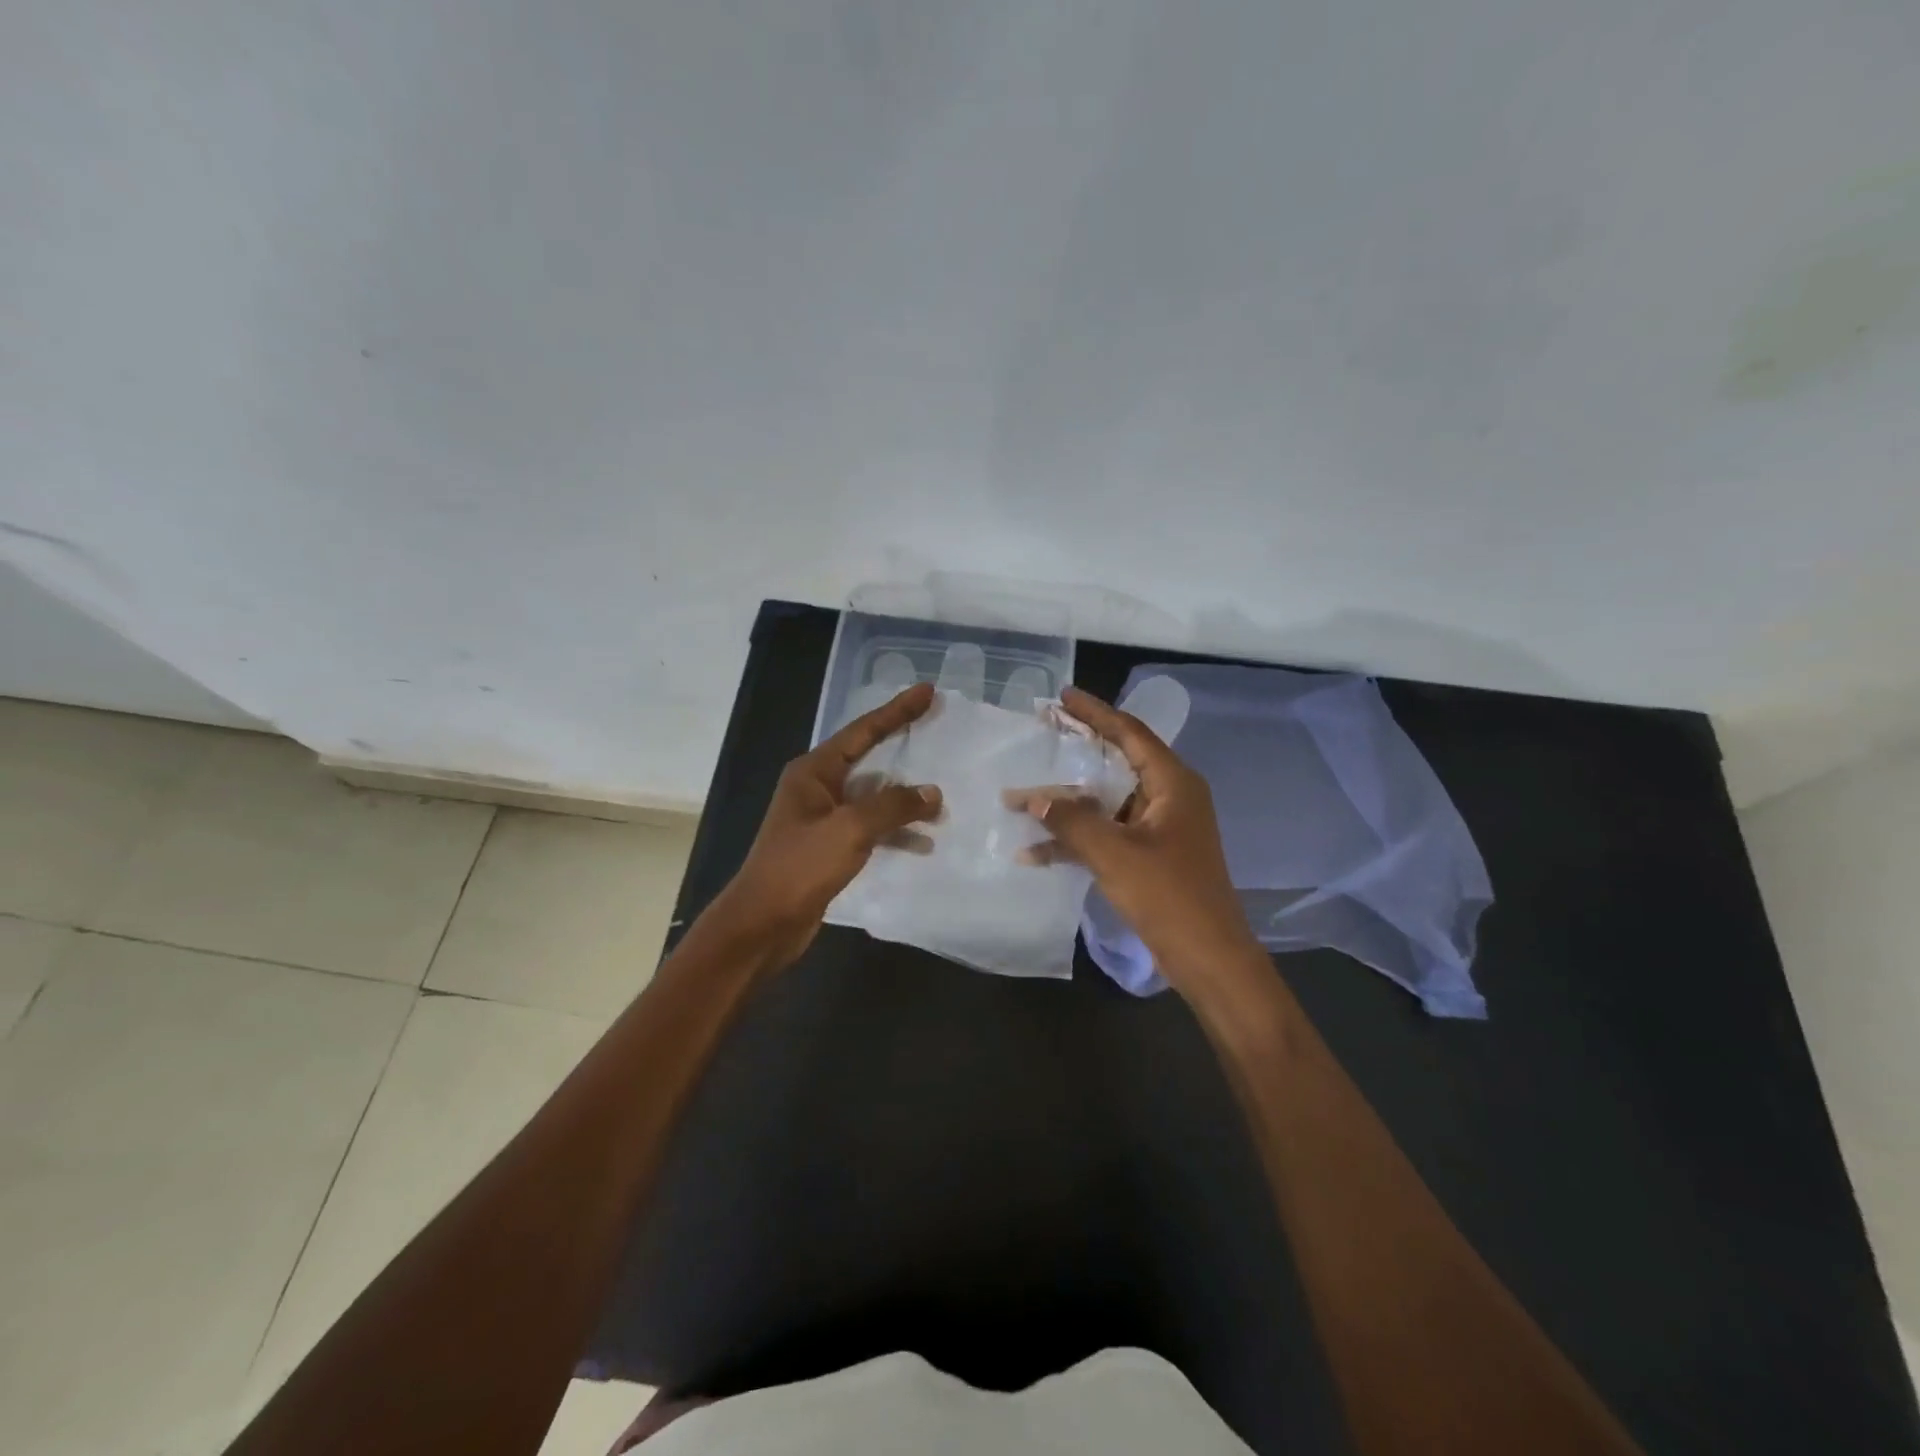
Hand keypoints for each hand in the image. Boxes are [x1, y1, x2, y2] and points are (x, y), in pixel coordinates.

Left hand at [711, 682, 942, 968]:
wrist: (762, 924)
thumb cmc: (800, 867)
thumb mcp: (850, 830)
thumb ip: (893, 806)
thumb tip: (932, 792)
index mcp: (814, 771)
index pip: (863, 731)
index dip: (897, 711)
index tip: (927, 692)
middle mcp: (817, 788)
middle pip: (869, 758)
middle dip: (903, 747)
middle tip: (939, 730)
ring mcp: (823, 819)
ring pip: (873, 797)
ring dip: (904, 800)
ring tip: (941, 804)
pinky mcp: (830, 848)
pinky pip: (870, 828)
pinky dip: (895, 832)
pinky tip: (922, 843)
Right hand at [1013, 686, 1260, 998]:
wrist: (1209, 958)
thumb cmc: (1169, 895)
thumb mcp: (1115, 853)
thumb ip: (1072, 821)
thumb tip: (1033, 798)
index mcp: (1172, 783)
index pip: (1129, 732)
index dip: (1095, 712)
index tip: (1062, 697)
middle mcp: (1168, 797)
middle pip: (1116, 762)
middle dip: (1076, 752)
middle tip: (1041, 733)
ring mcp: (1159, 828)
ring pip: (1106, 801)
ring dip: (1066, 804)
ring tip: (1021, 795)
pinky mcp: (1150, 856)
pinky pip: (1107, 834)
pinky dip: (1076, 839)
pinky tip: (1034, 851)